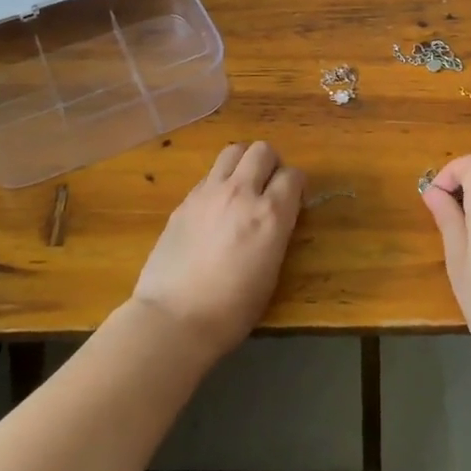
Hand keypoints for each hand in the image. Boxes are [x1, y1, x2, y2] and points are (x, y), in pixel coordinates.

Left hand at [130, 141, 304, 363]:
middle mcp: (241, 193)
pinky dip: (219, 182)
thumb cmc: (231, 310)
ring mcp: (209, 192)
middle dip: (271, 164)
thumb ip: (276, 232)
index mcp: (270, 214)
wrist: (174, 319)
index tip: (294, 201)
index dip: (296, 186)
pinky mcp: (185, 200)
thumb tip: (276, 216)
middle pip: (262, 150)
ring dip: (243, 163)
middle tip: (268, 187)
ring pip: (233, 151)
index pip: (293, 175)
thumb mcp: (271, 272)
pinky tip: (215, 208)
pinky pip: (209, 175)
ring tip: (241, 187)